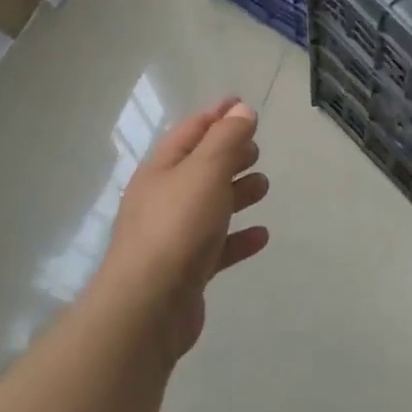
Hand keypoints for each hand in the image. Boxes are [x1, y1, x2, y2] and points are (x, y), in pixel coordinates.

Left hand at [98, 97, 269, 361]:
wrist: (147, 308)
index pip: (191, 130)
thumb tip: (241, 109)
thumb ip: (226, 139)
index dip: (218, 115)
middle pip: (201, 167)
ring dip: (237, 193)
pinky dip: (239, 237)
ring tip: (263, 187)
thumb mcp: (205, 171)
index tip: (243, 104)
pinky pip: (218, 246)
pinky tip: (261, 236)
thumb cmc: (177, 227)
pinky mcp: (186, 271)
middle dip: (229, 154)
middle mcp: (164, 198)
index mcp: (162, 169)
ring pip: (211, 205)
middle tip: (257, 149)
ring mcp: (173, 236)